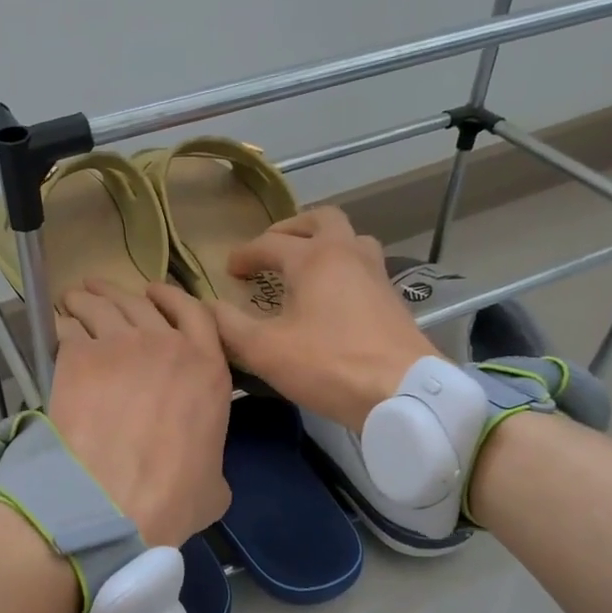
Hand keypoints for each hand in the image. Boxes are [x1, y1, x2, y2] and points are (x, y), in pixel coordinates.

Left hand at [49, 279, 232, 546]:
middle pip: (141, 303)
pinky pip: (69, 329)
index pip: (194, 312)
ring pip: (102, 307)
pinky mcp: (80, 357)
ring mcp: (121, 346)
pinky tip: (56, 327)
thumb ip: (211, 461)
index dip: (172, 297)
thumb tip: (202, 470)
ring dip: (87, 299)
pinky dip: (62, 325)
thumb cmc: (173, 498)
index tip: (155, 292)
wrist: (115, 501)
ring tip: (74, 298)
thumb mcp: (214, 484)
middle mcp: (166, 345)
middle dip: (120, 293)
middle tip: (100, 291)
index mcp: (208, 368)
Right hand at [209, 207, 437, 432]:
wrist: (404, 393)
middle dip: (291, 229)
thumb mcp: (265, 350)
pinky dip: (341, 267)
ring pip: (350, 239)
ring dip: (323, 243)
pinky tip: (331, 296)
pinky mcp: (392, 297)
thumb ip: (229, 326)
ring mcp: (376, 273)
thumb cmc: (328, 365)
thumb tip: (207, 307)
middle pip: (320, 220)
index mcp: (314, 258)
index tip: (229, 271)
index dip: (244, 255)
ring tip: (304, 266)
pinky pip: (363, 265)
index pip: (270, 243)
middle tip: (271, 248)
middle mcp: (347, 253)